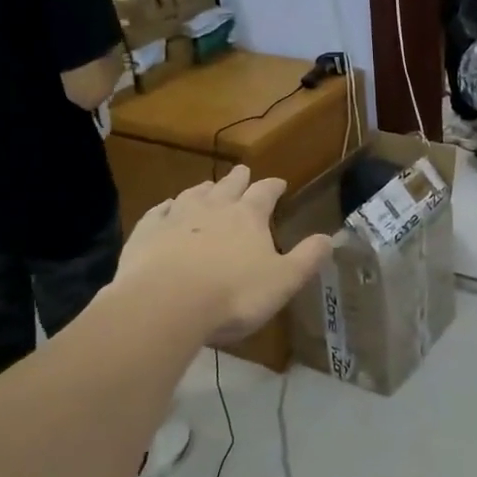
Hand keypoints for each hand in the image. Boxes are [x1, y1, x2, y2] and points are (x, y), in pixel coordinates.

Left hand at [115, 166, 332, 342]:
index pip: (265, 192)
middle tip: (243, 172)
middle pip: (228, 185)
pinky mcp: (146, 233)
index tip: (280, 184)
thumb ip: (308, 258)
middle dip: (238, 179)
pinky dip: (166, 206)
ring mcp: (176, 217)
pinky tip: (166, 207)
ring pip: (193, 194)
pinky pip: (158, 212)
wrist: (165, 305)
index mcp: (248, 216)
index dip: (273, 187)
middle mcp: (213, 207)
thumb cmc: (233, 295)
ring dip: (204, 189)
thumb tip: (330, 237)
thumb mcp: (284, 281)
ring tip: (208, 187)